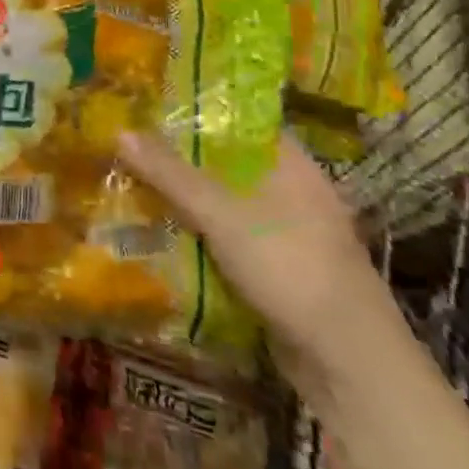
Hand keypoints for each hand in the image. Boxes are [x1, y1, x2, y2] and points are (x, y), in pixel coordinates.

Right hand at [117, 128, 396, 385]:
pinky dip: (197, 231)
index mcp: (292, 165)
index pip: (240, 120)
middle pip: (226, 161)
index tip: (149, 104)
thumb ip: (171, 173)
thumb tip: (120, 130)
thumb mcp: (222, 214)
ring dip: (184, 197)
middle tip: (127, 143)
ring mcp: (286, 232)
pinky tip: (158, 229)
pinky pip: (226, 236)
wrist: (348, 364)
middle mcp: (292, 191)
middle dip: (179, 156)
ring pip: (224, 201)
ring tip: (131, 181)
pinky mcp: (276, 268)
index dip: (197, 109)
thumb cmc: (291, 269)